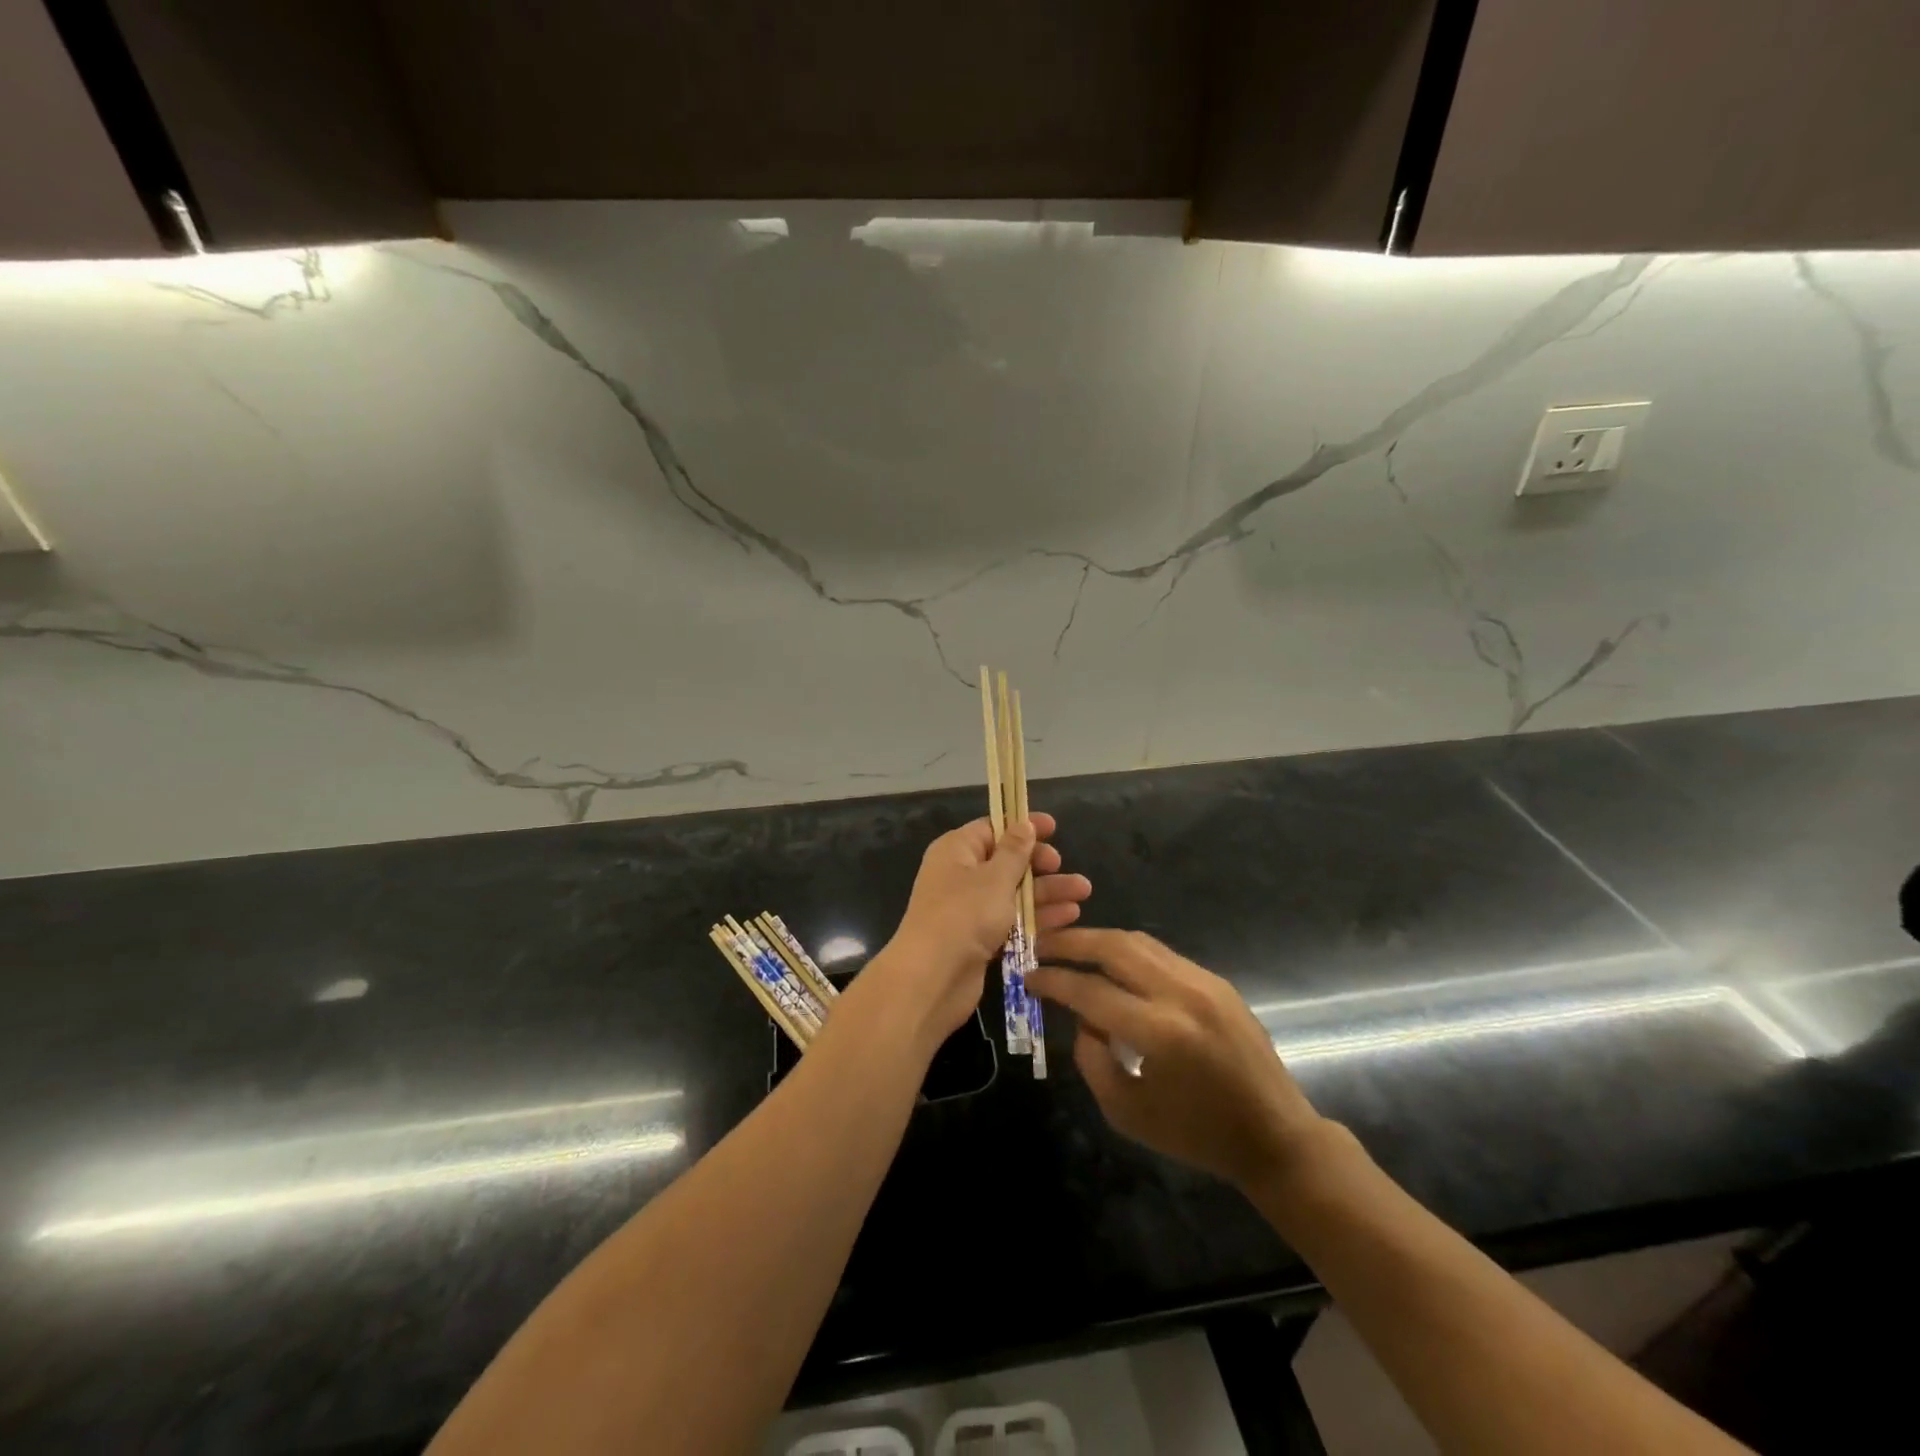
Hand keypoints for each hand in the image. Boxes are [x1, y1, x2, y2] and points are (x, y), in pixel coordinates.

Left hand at [869, 813, 1090, 1049]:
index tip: (1053, 827)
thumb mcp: (995, 877)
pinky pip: (1012, 920)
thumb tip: (1023, 824)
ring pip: (1013, 892)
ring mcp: (969, 909)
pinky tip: (1068, 917)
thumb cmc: (964, 915)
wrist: (932, 978)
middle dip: (1039, 864)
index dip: (1022, 826)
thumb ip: (1014, 851)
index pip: (992, 829)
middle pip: (1006, 861)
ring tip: (1083, 893)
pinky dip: (1036, 917)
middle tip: (1063, 866)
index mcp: (956, 851)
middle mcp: (960, 875)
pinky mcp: (979, 938)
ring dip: (1046, 892)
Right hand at [1028, 929, 1326, 1192]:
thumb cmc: (1196, 1134)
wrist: (1274, 1135)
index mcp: (1159, 1032)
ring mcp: (1203, 981)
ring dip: (1099, 940)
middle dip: (1072, 942)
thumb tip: (1083, 1018)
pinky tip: (1112, 964)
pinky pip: (1162, 954)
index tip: (1028, 977)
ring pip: (1139, 942)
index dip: (1054, 981)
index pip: (1090, 991)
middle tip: (1042, 945)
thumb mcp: (1126, 1112)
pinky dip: (1129, 952)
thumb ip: (1092, 1060)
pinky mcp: (1217, 981)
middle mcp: (1181, 994)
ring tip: (1071, 948)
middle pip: (1114, 947)